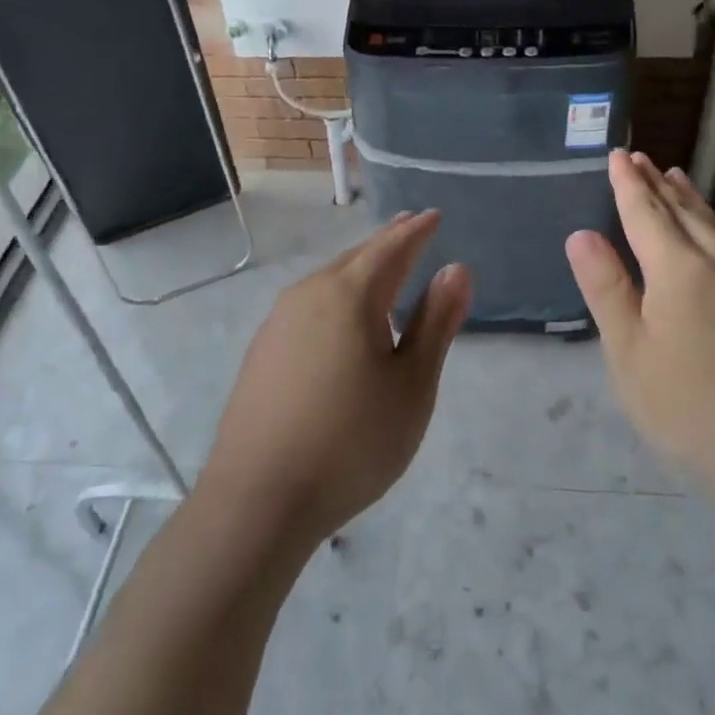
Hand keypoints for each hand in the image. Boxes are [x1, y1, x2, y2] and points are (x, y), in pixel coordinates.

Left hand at [199, 210, 469, 549]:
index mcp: (350, 295)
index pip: (391, 248)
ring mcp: (278, 323)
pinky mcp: (262, 352)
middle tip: (409, 227)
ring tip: (381, 266)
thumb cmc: (352, 441)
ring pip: (328, 280)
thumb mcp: (412, 385)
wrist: (258, 499)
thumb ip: (435, 323)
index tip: (433, 215)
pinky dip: (335, 296)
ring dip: (359, 268)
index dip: (416, 231)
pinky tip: (340, 319)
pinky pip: (309, 306)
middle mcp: (309, 295)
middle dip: (386, 242)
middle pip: (356, 258)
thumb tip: (456, 269)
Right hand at [565, 151, 714, 516]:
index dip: (628, 184)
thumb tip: (581, 234)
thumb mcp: (631, 356)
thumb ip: (607, 291)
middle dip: (658, 185)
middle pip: (685, 213)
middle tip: (642, 159)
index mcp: (679, 270)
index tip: (618, 154)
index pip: (645, 213)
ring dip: (691, 201)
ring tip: (677, 179)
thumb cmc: (695, 412)